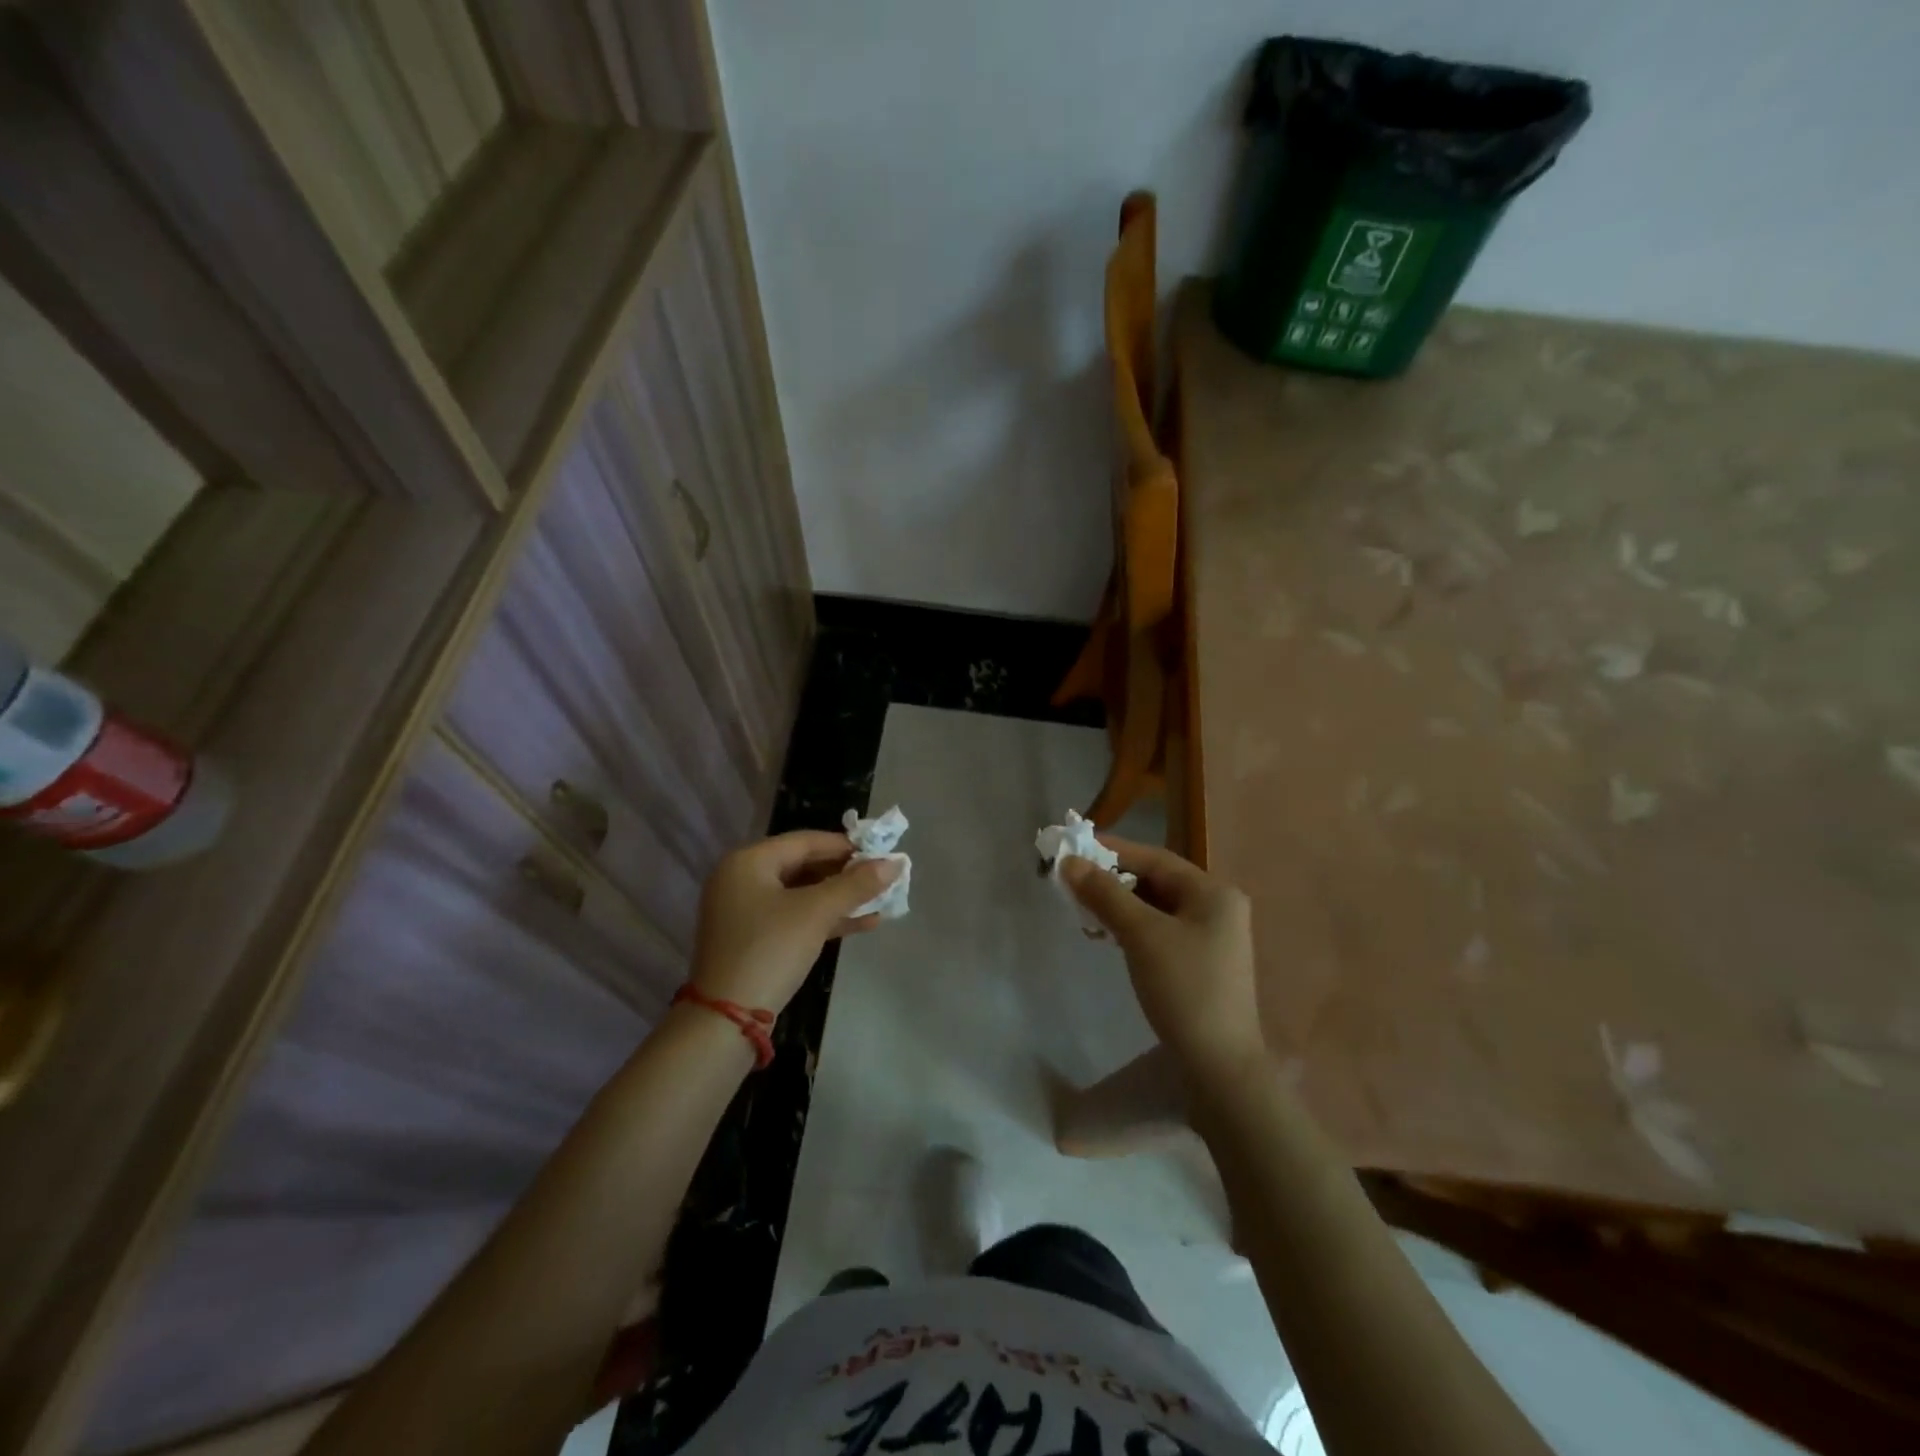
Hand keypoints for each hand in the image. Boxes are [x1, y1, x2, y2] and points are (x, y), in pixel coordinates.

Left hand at [690, 831, 899, 1013]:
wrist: (727, 1020)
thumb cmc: (770, 950)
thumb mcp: (816, 913)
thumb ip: (856, 885)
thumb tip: (895, 863)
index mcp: (748, 861)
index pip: (806, 841)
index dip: (846, 846)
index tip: (881, 853)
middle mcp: (742, 879)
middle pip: (804, 866)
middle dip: (846, 874)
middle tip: (882, 878)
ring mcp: (745, 911)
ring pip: (802, 894)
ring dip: (840, 898)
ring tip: (881, 901)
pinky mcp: (753, 939)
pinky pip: (795, 917)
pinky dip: (825, 919)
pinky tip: (863, 924)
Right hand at [1060, 837, 1263, 1077]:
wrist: (1220, 1065)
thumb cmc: (1184, 988)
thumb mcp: (1141, 935)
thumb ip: (1105, 894)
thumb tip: (1069, 862)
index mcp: (1213, 892)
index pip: (1154, 858)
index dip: (1111, 850)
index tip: (1073, 848)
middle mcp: (1217, 907)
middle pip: (1156, 880)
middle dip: (1112, 880)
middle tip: (1072, 881)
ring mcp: (1212, 936)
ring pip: (1156, 907)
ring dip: (1119, 904)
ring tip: (1083, 909)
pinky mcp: (1201, 962)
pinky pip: (1160, 930)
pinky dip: (1132, 927)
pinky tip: (1107, 936)